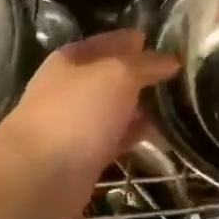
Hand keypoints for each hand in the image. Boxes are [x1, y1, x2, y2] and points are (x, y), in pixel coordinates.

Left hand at [0, 29, 177, 218]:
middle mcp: (71, 89)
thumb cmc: (76, 113)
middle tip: (180, 75)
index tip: (163, 41)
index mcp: (70, 60)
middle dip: (142, 75)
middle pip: (112, 76)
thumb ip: (145, 64)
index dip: (132, 40)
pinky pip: (118, 138)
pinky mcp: (85, 157)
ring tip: (180, 104)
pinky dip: (138, 135)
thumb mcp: (117, 75)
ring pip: (116, 108)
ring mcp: (76, 124)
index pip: (107, 42)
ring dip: (143, 106)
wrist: (38, 178)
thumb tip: (171, 59)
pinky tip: (165, 134)